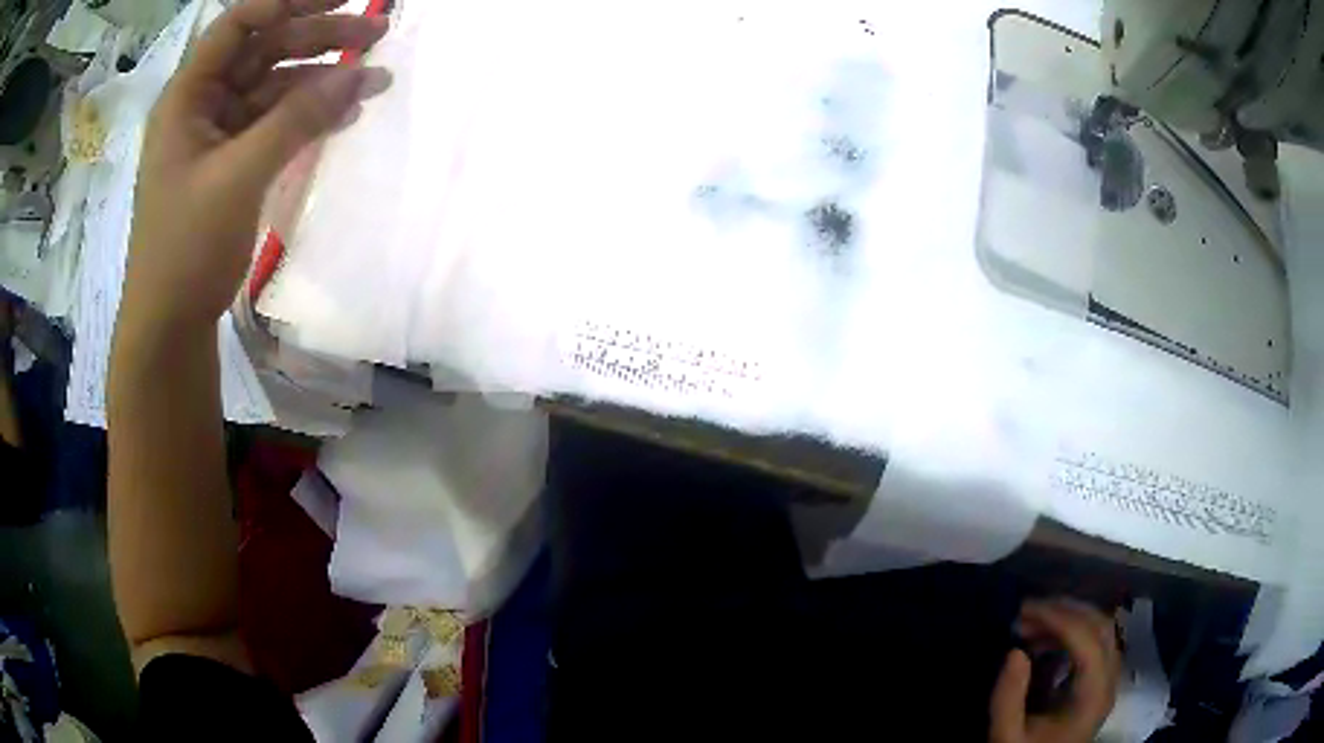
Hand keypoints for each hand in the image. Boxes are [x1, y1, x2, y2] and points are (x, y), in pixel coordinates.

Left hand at [119, 0, 390, 335]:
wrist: (171, 325)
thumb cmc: (185, 249)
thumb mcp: (238, 177)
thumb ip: (296, 120)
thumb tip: (359, 73)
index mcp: (187, 97)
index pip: (237, 26)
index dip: (285, 3)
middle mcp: (203, 106)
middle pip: (264, 51)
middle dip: (319, 37)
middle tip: (377, 31)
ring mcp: (220, 135)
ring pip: (276, 87)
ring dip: (323, 79)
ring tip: (375, 77)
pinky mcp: (234, 163)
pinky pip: (277, 124)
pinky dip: (311, 116)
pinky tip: (346, 113)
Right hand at [989, 599, 1121, 742]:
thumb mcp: (1007, 737)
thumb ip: (1008, 700)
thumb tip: (1014, 652)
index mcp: (1093, 696)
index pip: (1088, 642)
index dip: (1060, 619)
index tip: (1025, 611)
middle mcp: (1109, 680)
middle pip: (1101, 627)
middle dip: (1065, 610)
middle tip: (1028, 610)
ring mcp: (1108, 678)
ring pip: (1101, 629)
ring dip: (1069, 618)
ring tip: (1032, 622)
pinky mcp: (1100, 680)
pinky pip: (1096, 641)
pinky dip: (1072, 631)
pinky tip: (1045, 640)